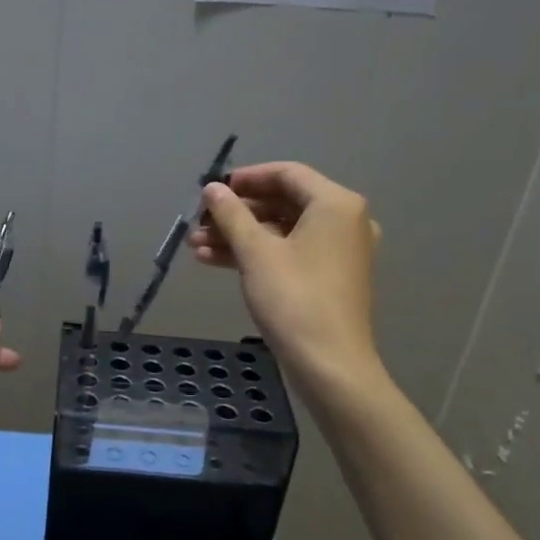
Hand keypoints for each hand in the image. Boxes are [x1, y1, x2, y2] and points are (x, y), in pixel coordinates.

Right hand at [188, 161, 382, 384]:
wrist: (329, 365)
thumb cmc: (294, 299)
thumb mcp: (256, 252)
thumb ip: (231, 215)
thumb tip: (212, 188)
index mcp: (335, 204)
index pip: (287, 173)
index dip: (246, 178)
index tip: (213, 190)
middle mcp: (343, 221)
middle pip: (282, 202)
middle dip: (236, 213)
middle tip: (199, 222)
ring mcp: (338, 251)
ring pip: (281, 231)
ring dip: (239, 235)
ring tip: (196, 246)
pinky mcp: (329, 277)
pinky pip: (289, 252)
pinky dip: (256, 254)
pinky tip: (214, 261)